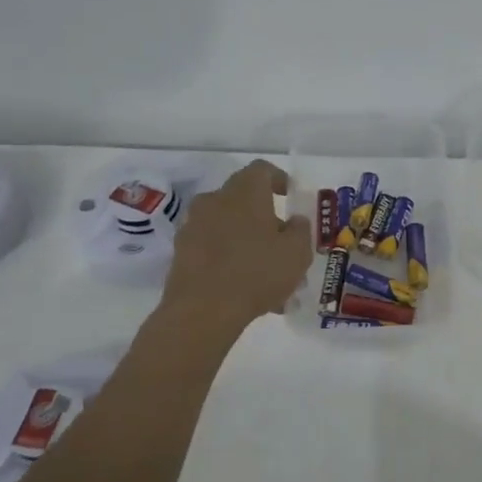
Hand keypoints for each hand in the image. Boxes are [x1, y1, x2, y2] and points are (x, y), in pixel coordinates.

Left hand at [159, 159, 312, 337]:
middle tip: (284, 243)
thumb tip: (294, 221)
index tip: (290, 197)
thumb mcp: (297, 252)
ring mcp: (193, 227)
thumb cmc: (257, 272)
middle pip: (243, 200)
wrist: (202, 311)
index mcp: (244, 192)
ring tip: (269, 275)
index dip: (278, 179)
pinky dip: (230, 260)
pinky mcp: (181, 253)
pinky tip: (247, 289)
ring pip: (229, 227)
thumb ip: (301, 230)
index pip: (261, 170)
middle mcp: (214, 201)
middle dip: (266, 218)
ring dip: (248, 242)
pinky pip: (214, 249)